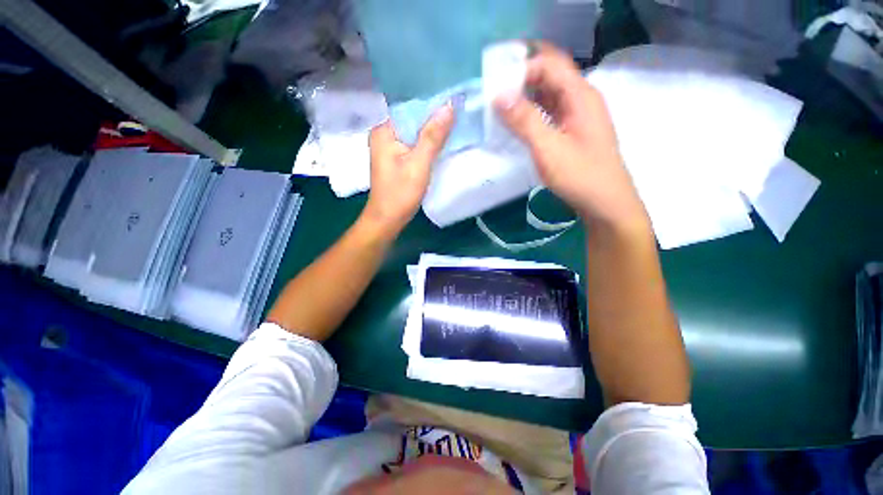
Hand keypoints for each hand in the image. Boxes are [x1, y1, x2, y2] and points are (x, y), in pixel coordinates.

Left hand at [362, 104, 454, 234]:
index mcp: (384, 131)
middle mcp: (384, 135)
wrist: (388, 219)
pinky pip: (414, 146)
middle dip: (434, 119)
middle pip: (413, 120)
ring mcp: (390, 148)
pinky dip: (427, 145)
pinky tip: (443, 144)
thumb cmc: (400, 193)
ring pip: (415, 134)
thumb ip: (433, 136)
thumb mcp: (419, 164)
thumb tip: (449, 106)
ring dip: (432, 133)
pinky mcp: (396, 159)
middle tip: (460, 113)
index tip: (455, 101)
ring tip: (456, 125)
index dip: (433, 105)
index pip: (411, 108)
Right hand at [495, 42, 648, 230]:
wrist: (605, 203)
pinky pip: (551, 112)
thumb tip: (499, 95)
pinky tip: (518, 122)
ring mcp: (578, 116)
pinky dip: (533, 112)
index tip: (496, 83)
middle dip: (523, 76)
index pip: (549, 64)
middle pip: (551, 74)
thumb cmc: (580, 176)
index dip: (522, 67)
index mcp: (580, 95)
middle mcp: (581, 99)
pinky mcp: (573, 131)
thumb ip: (524, 121)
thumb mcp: (549, 148)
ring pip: (550, 94)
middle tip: (495, 87)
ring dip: (527, 95)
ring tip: (501, 104)